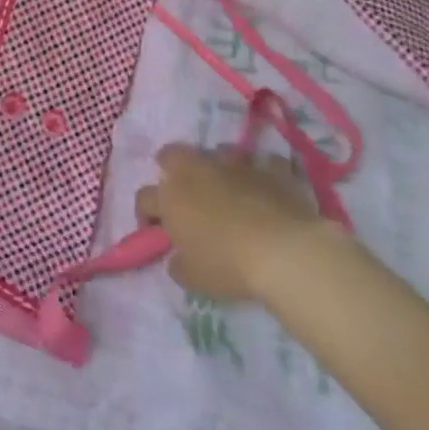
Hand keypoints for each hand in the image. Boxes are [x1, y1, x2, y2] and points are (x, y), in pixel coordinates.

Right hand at [134, 143, 336, 303]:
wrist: (284, 251)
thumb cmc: (229, 264)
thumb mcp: (194, 278)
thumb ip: (178, 265)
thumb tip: (177, 259)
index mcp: (171, 197)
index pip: (144, 198)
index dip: (146, 215)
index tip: (156, 232)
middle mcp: (197, 171)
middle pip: (172, 155)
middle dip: (172, 167)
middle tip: (184, 191)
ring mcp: (235, 165)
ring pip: (218, 151)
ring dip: (219, 166)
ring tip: (229, 187)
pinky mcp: (269, 168)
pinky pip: (264, 163)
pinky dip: (263, 173)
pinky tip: (268, 189)